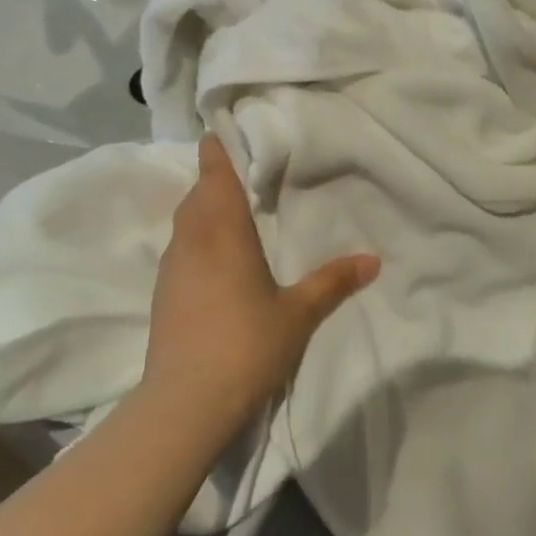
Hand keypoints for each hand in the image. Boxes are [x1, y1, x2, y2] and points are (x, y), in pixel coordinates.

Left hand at [144, 134, 379, 432]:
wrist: (185, 404)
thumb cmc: (247, 344)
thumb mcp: (298, 314)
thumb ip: (333, 282)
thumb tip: (373, 259)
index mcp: (223, 231)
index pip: (214, 175)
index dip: (218, 150)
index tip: (225, 131)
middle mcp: (192, 240)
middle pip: (198, 195)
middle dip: (216, 180)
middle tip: (245, 173)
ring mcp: (171, 268)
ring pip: (185, 223)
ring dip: (204, 210)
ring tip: (233, 211)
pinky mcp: (162, 295)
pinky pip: (180, 249)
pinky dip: (196, 239)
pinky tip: (216, 259)